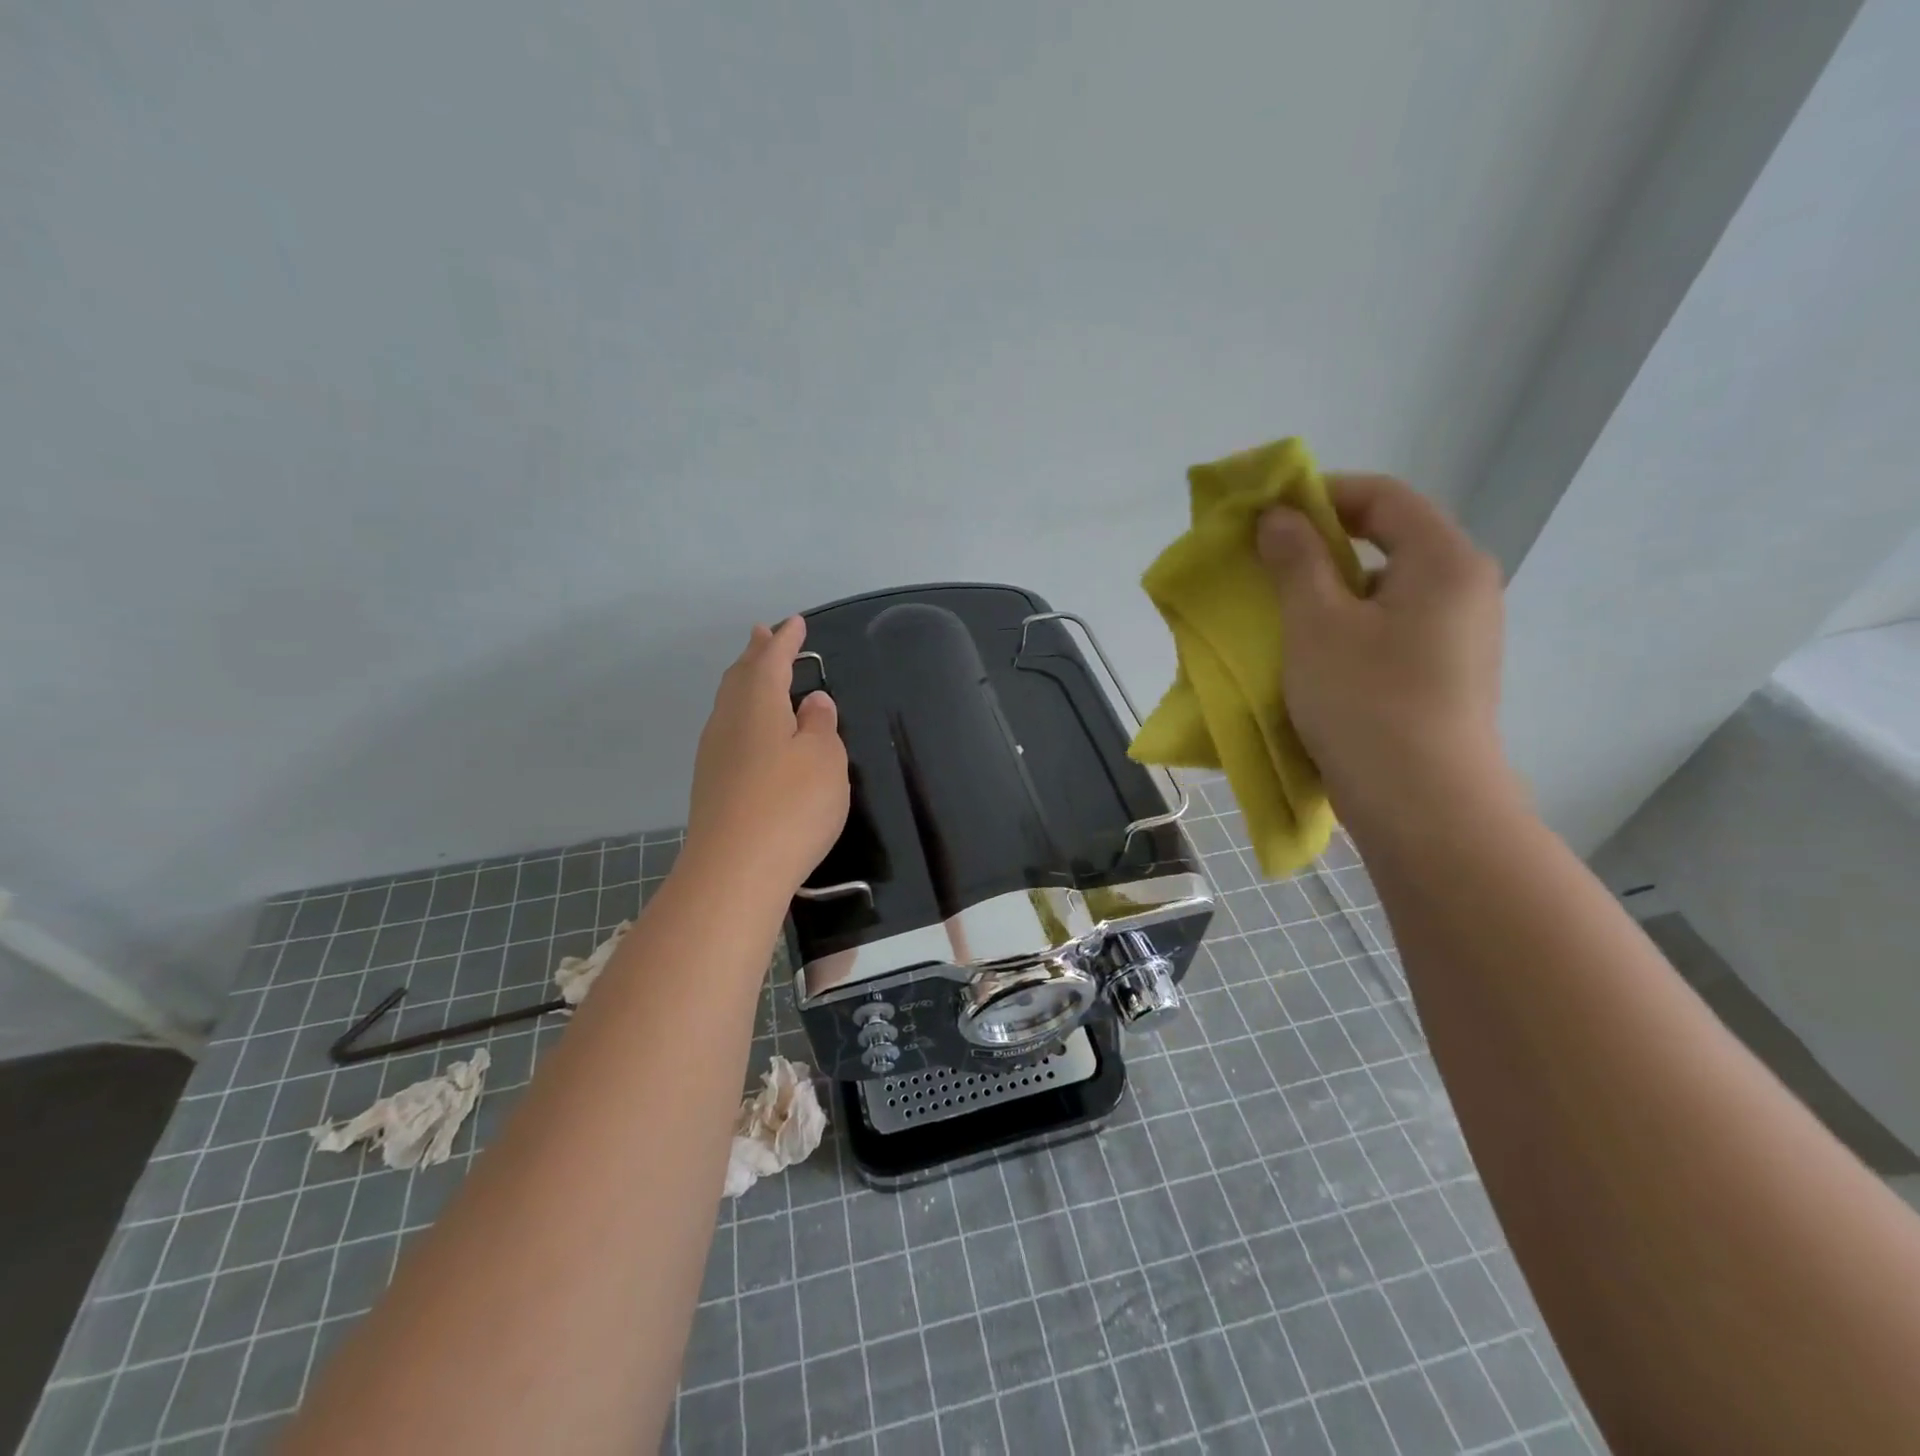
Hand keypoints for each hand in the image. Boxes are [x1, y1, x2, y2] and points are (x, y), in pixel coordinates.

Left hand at [684, 617, 849, 893]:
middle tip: (765, 634)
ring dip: (745, 683)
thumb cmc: (790, 806)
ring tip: (757, 673)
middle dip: (756, 654)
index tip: (796, 623)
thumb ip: (820, 726)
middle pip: (740, 677)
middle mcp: (729, 722)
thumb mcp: (824, 760)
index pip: (771, 661)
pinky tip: (752, 730)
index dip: (786, 641)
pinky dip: (743, 714)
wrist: (734, 873)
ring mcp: (714, 755)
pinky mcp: (712, 786)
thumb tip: (812, 702)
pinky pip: (729, 730)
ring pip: (730, 704)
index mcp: (757, 705)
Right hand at [1257, 474, 1509, 835]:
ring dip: (1330, 591)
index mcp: (1443, 561)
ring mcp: (1460, 635)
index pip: (1384, 496)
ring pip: (1386, 590)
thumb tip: (1279, 516)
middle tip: (1265, 564)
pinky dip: (1348, 627)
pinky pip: (1391, 629)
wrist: (1424, 807)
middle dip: (1321, 545)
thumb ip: (1296, 560)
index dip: (1322, 493)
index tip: (1267, 512)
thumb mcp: (1316, 625)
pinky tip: (1312, 657)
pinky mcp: (1446, 675)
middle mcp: (1464, 588)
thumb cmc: (1365, 703)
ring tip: (1281, 614)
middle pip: (1389, 540)